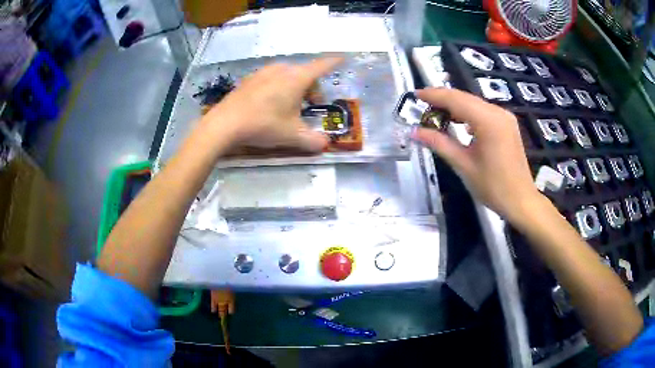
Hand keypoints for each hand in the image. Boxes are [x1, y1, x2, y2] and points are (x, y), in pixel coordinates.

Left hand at [202, 57, 342, 151]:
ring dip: (295, 87)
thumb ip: (313, 140)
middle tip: (311, 105)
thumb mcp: (292, 136)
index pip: (322, 66)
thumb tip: (325, 144)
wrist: (225, 124)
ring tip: (290, 106)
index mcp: (297, 78)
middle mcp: (282, 69)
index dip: (334, 62)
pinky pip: (272, 78)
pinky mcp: (250, 78)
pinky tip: (270, 104)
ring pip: (288, 75)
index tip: (342, 59)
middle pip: (305, 72)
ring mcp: (263, 72)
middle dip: (313, 87)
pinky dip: (279, 87)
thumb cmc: (263, 125)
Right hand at [412, 88, 540, 219]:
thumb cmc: (493, 187)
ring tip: (436, 115)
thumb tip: (415, 132)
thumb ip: (439, 144)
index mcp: (488, 121)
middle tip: (422, 106)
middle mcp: (498, 112)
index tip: (416, 95)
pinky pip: (483, 112)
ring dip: (455, 106)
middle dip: (443, 99)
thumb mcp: (464, 166)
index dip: (434, 95)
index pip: (456, 99)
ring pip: (474, 103)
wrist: (521, 201)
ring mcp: (505, 117)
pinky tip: (459, 124)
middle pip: (465, 98)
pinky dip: (468, 114)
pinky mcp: (507, 124)